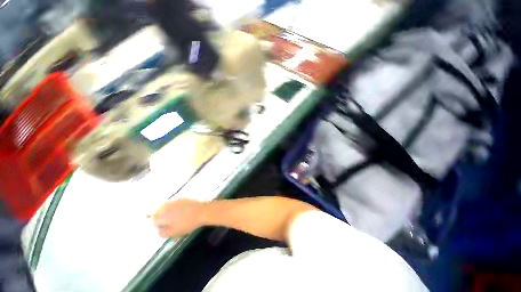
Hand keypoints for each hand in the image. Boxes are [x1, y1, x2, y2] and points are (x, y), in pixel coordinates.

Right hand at [150, 199, 205, 237]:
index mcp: (164, 215)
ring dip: (164, 210)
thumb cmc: (188, 223)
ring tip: (172, 217)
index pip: (153, 219)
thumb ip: (163, 232)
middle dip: (158, 216)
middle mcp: (167, 206)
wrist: (202, 212)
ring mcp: (175, 201)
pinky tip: (179, 211)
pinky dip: (172, 206)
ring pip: (164, 205)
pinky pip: (173, 202)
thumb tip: (158, 230)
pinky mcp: (182, 198)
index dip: (156, 224)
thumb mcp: (174, 232)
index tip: (162, 227)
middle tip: (165, 222)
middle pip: (157, 210)